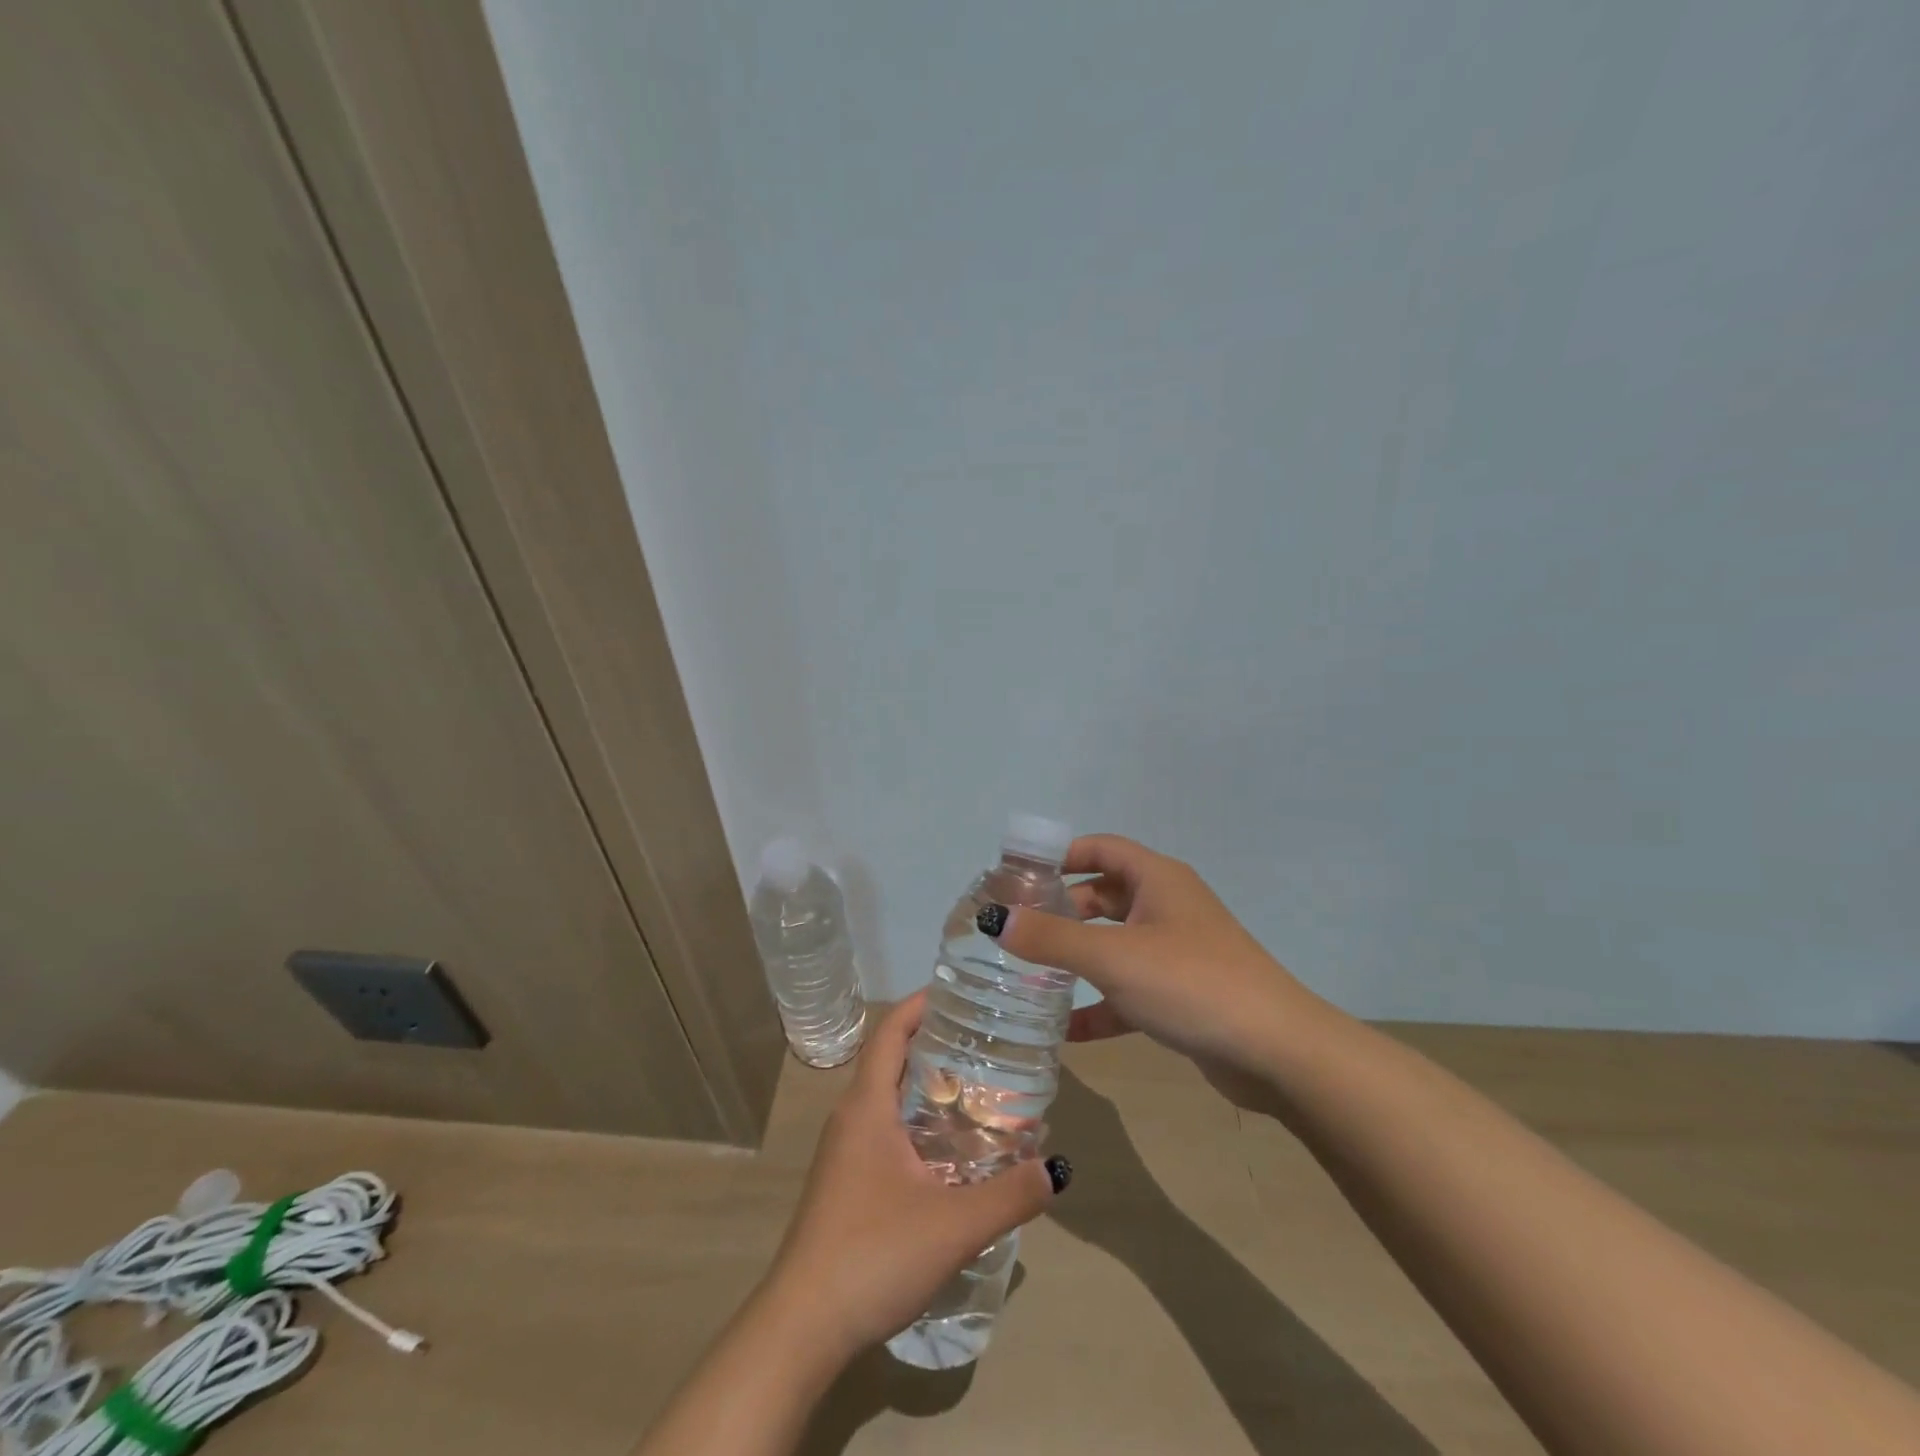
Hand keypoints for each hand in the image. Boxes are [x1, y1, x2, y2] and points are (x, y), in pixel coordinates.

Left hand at [762, 994, 1059, 1361]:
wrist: (802, 1327)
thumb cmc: (872, 1256)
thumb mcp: (953, 1226)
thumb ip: (1009, 1196)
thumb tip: (1055, 1169)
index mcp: (867, 1107)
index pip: (891, 1032)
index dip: (920, 1004)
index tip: (958, 991)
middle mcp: (851, 1118)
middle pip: (892, 1060)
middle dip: (934, 1042)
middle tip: (985, 1040)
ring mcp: (844, 1152)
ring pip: (888, 1098)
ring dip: (925, 1084)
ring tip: (977, 1088)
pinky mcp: (845, 1183)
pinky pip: (883, 1129)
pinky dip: (916, 1120)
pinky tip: (949, 1150)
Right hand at [990, 834, 1319, 1090]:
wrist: (1277, 1052)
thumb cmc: (1192, 983)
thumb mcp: (1113, 957)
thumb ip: (1052, 939)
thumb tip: (996, 919)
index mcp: (1157, 880)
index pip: (1100, 848)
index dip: (1059, 855)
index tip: (1017, 875)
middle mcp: (1167, 907)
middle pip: (1102, 897)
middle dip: (1061, 912)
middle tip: (1016, 931)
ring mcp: (1176, 951)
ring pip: (1113, 944)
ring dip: (1076, 959)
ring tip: (1028, 977)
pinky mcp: (1181, 994)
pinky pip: (1128, 990)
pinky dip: (1099, 1005)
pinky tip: (1067, 1032)